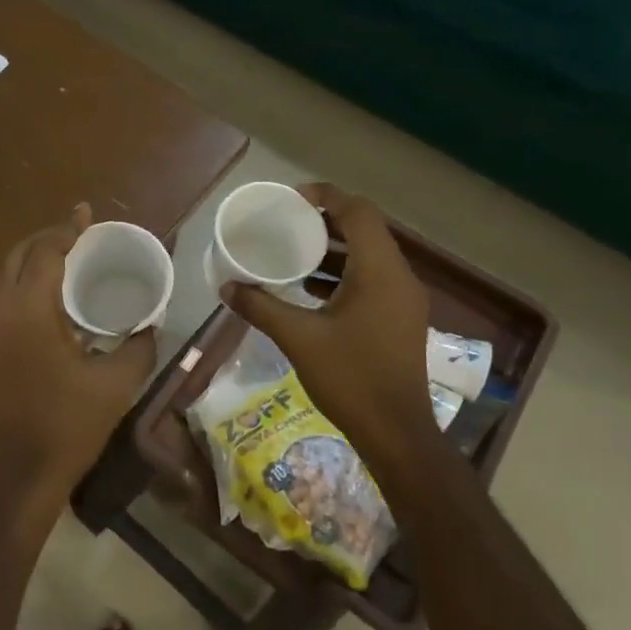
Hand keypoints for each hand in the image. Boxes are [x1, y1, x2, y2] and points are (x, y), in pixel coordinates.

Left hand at [0, 204, 156, 539]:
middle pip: (16, 256)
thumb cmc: (66, 427)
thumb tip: (151, 325)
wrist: (15, 475)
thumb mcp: (115, 385)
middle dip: (45, 239)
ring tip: (61, 259)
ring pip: (1, 277)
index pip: (44, 252)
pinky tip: (44, 299)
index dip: (66, 229)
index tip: (85, 213)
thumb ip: (138, 347)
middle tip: (76, 234)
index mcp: (29, 310)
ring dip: (28, 260)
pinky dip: (18, 283)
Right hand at [222, 183, 442, 463]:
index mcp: (380, 272)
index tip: (291, 199)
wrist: (396, 433)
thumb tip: (226, 287)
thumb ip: (261, 307)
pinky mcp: (400, 319)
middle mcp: (399, 277)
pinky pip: (372, 279)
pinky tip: (311, 291)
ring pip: (369, 256)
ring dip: (334, 250)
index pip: (358, 212)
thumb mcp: (298, 338)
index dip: (326, 197)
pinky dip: (343, 274)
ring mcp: (404, 300)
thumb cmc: (350, 378)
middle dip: (326, 221)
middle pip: (365, 230)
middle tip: (287, 223)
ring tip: (293, 253)